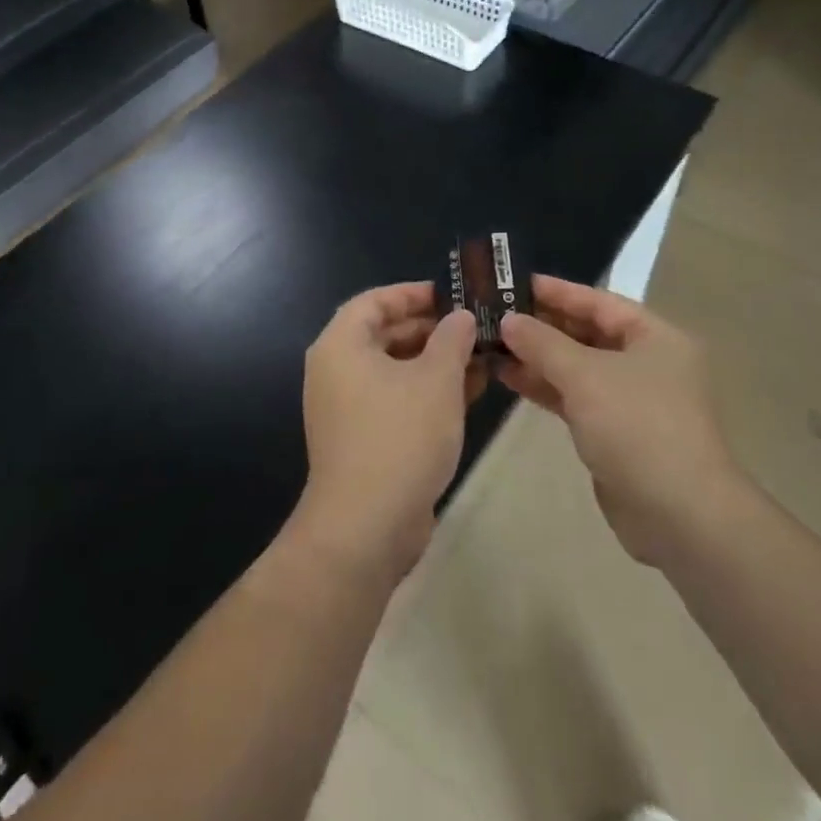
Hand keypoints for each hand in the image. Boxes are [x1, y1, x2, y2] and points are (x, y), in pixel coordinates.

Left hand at [298, 284, 481, 578]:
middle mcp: (337, 370)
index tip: (452, 294)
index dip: (413, 293)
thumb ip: (452, 339)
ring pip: (395, 369)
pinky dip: (428, 391)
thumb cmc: (400, 436)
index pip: (375, 301)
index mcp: (342, 345)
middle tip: (475, 325)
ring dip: (436, 361)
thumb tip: (460, 317)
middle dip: (432, 328)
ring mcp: (348, 407)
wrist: (366, 526)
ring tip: (483, 355)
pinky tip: (471, 390)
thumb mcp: (436, 379)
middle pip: (385, 334)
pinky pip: (396, 399)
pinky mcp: (363, 438)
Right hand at [499, 277, 736, 566]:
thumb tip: (508, 320)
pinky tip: (509, 376)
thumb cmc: (636, 426)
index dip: (556, 291)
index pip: (598, 301)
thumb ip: (542, 343)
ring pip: (577, 366)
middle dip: (541, 324)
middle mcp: (646, 362)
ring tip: (491, 344)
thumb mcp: (584, 375)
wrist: (678, 515)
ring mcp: (630, 399)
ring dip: (537, 356)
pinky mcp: (614, 431)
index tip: (513, 281)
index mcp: (655, 337)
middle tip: (494, 313)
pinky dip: (545, 386)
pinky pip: (574, 396)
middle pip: (586, 332)